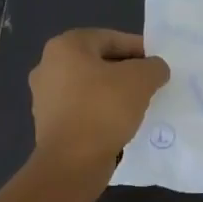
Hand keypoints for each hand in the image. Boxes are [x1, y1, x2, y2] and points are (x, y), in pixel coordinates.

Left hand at [29, 29, 169, 175]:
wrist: (72, 163)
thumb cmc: (103, 109)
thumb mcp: (141, 80)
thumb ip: (153, 66)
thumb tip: (155, 69)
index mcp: (65, 46)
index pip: (112, 38)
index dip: (140, 49)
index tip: (158, 66)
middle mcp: (48, 65)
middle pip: (99, 61)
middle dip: (126, 71)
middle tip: (151, 84)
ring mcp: (44, 96)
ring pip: (90, 86)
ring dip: (113, 92)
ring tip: (138, 105)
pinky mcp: (48, 123)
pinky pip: (82, 108)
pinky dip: (101, 111)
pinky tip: (119, 123)